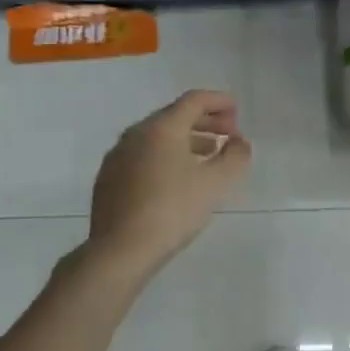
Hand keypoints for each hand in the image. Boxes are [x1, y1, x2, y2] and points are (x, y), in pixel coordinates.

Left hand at [87, 89, 250, 274]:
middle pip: (174, 116)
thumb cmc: (173, 210)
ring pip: (157, 138)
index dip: (219, 102)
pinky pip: (143, 156)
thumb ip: (235, 157)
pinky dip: (166, 156)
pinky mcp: (109, 179)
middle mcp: (136, 134)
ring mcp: (118, 156)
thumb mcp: (216, 184)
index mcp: (161, 128)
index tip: (237, 110)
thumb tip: (240, 143)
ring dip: (187, 140)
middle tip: (228, 134)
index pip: (194, 100)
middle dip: (205, 121)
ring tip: (209, 155)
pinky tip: (178, 178)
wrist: (121, 250)